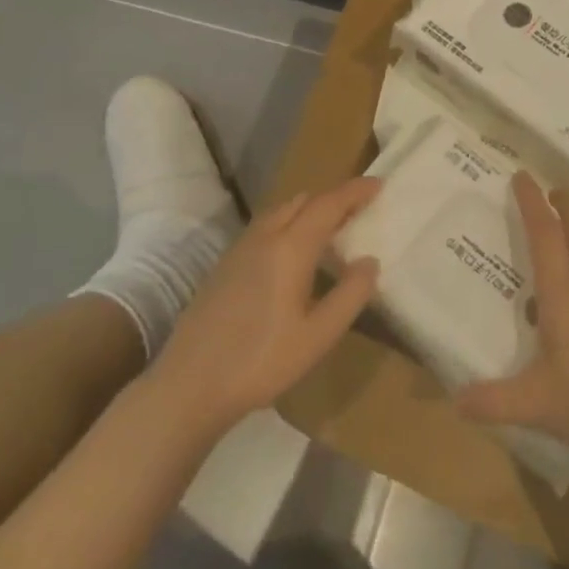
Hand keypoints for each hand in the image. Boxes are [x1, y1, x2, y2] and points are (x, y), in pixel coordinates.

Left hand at [155, 178, 380, 433]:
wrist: (190, 384)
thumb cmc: (261, 361)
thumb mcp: (318, 336)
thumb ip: (350, 295)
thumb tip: (370, 261)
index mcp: (289, 248)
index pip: (328, 204)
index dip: (355, 191)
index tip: (379, 183)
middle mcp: (264, 237)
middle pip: (303, 201)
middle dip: (333, 198)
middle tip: (360, 207)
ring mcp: (239, 249)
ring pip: (280, 212)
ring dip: (309, 209)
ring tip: (331, 226)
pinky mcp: (224, 265)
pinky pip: (265, 227)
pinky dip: (288, 223)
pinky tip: (293, 252)